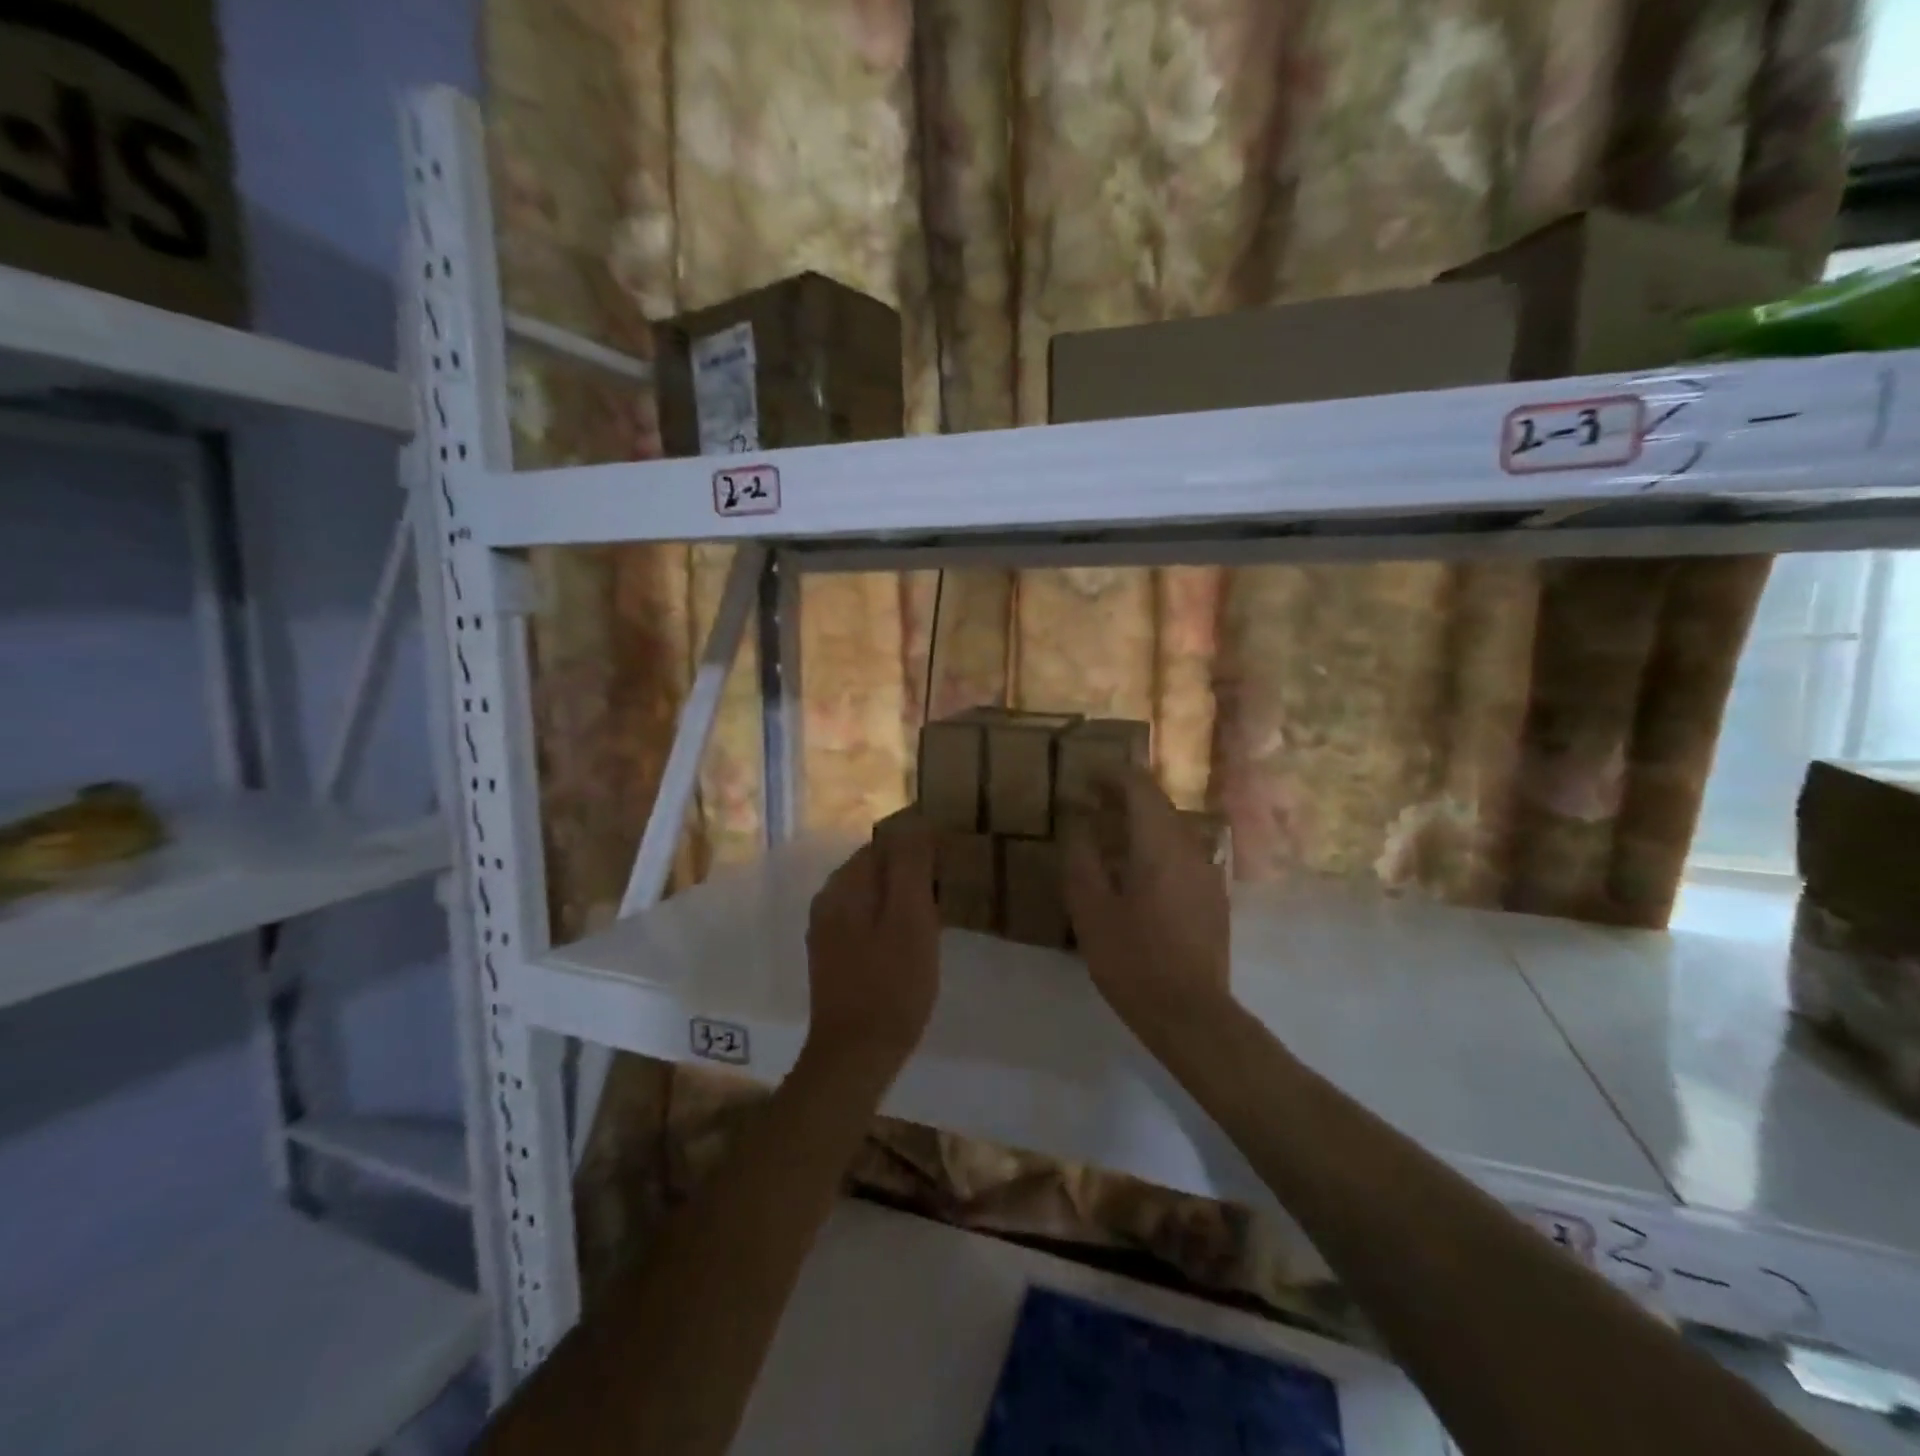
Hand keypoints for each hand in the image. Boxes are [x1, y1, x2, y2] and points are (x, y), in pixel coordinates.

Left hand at [803, 822, 940, 1080]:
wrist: (855, 1055)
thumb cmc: (892, 984)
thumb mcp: (910, 917)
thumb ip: (909, 864)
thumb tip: (914, 820)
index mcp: (845, 884)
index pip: (885, 840)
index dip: (921, 842)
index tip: (952, 856)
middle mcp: (828, 898)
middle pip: (876, 864)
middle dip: (911, 865)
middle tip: (950, 881)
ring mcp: (827, 928)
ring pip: (872, 891)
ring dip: (903, 891)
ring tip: (938, 906)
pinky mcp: (833, 954)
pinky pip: (866, 916)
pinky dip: (891, 915)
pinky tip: (912, 935)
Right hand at [1063, 768, 1231, 1051]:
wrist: (1191, 1014)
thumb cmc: (1132, 960)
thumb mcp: (1091, 909)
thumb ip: (1081, 857)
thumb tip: (1077, 821)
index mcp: (1159, 845)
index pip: (1140, 787)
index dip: (1112, 775)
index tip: (1085, 777)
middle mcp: (1189, 848)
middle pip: (1159, 804)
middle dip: (1124, 796)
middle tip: (1091, 803)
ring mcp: (1207, 873)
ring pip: (1171, 829)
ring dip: (1140, 822)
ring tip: (1107, 836)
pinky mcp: (1212, 897)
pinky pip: (1180, 854)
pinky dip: (1154, 847)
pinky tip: (1135, 874)